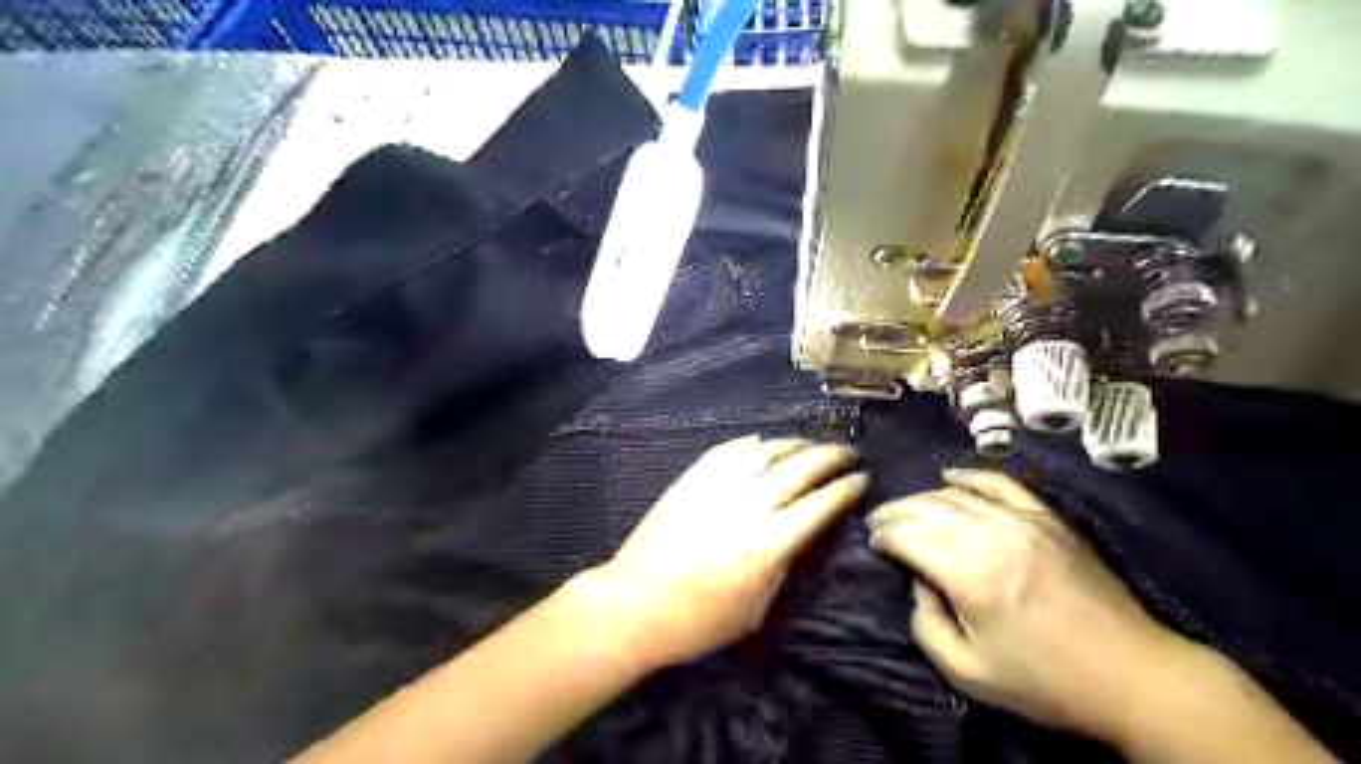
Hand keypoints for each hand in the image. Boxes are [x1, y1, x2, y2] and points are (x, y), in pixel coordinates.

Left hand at [587, 434, 866, 668]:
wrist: (634, 605)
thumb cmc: (698, 621)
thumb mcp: (756, 609)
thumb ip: (783, 567)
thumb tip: (798, 536)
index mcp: (770, 543)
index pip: (821, 503)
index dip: (846, 487)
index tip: (861, 478)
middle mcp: (749, 505)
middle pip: (800, 467)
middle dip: (831, 456)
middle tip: (847, 453)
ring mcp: (717, 486)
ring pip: (766, 450)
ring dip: (795, 444)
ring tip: (809, 446)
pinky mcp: (691, 478)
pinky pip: (728, 450)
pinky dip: (751, 443)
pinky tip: (762, 443)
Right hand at [865, 468, 1187, 743]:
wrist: (1135, 676)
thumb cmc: (1047, 682)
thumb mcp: (969, 672)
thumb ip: (927, 624)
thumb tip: (918, 584)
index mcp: (970, 574)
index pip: (907, 535)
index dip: (883, 535)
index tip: (873, 543)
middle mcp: (993, 535)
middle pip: (927, 507)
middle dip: (895, 512)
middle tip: (880, 522)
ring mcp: (1024, 521)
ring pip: (957, 493)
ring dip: (923, 498)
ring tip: (907, 509)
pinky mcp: (1048, 518)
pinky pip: (1000, 484)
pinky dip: (970, 476)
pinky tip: (950, 477)